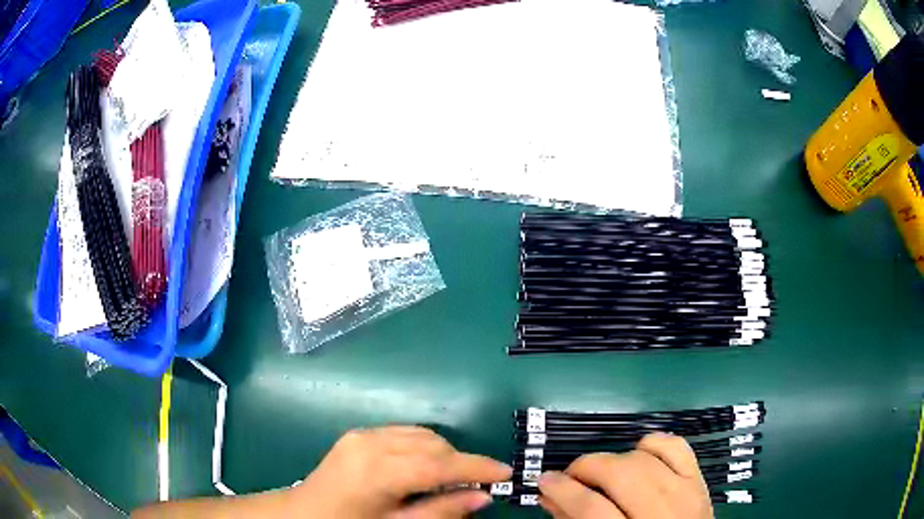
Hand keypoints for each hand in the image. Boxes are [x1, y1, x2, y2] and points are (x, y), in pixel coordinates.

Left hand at [291, 426, 512, 517]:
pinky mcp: (357, 434)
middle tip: (479, 486)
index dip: (476, 468)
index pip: (438, 464)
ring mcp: (361, 434)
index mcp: (376, 470)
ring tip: (454, 479)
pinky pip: (403, 433)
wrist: (303, 514)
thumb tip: (482, 497)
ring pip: (421, 435)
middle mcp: (370, 443)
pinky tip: (426, 467)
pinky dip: (424, 447)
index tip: (506, 473)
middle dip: (461, 462)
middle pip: (432, 445)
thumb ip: (440, 512)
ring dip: (444, 453)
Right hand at [538, 433, 713, 518]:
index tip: (544, 480)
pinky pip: (677, 446)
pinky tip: (638, 455)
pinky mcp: (699, 480)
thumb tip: (550, 495)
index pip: (591, 508)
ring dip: (615, 459)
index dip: (563, 490)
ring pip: (645, 458)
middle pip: (621, 474)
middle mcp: (662, 513)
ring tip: (602, 473)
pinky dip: (653, 443)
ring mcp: (687, 493)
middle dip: (587, 467)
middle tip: (570, 475)